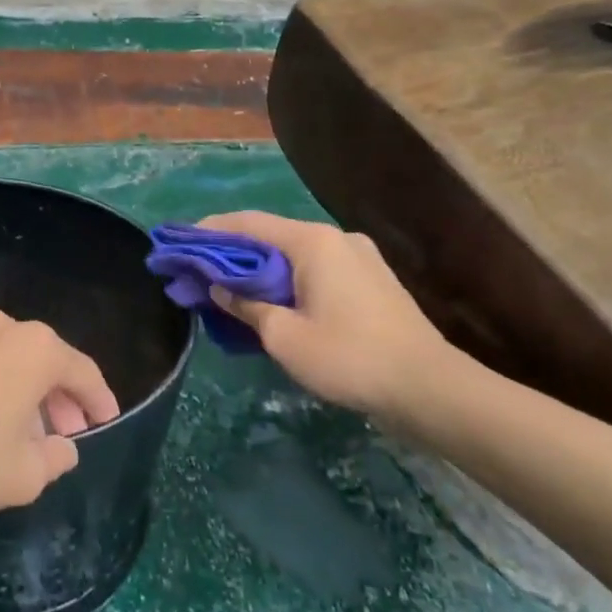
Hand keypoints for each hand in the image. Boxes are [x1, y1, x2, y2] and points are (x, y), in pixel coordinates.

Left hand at [0, 310, 120, 522]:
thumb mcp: (22, 476)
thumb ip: (56, 459)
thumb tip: (63, 446)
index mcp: (35, 348)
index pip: (83, 372)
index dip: (100, 401)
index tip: (107, 423)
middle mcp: (4, 327)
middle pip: (48, 361)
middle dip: (62, 400)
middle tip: (67, 436)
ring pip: (12, 361)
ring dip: (28, 394)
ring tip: (27, 436)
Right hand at [199, 211, 459, 424]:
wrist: (431, 388)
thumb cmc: (350, 358)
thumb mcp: (284, 337)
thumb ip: (246, 306)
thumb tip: (220, 288)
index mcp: (312, 241)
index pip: (248, 223)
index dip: (210, 231)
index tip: (181, 243)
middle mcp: (335, 238)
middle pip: (270, 236)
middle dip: (232, 253)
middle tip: (200, 272)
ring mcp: (358, 257)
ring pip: (294, 255)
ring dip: (260, 269)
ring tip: (230, 290)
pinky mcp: (371, 280)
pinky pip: (316, 270)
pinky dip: (287, 280)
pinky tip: (273, 302)